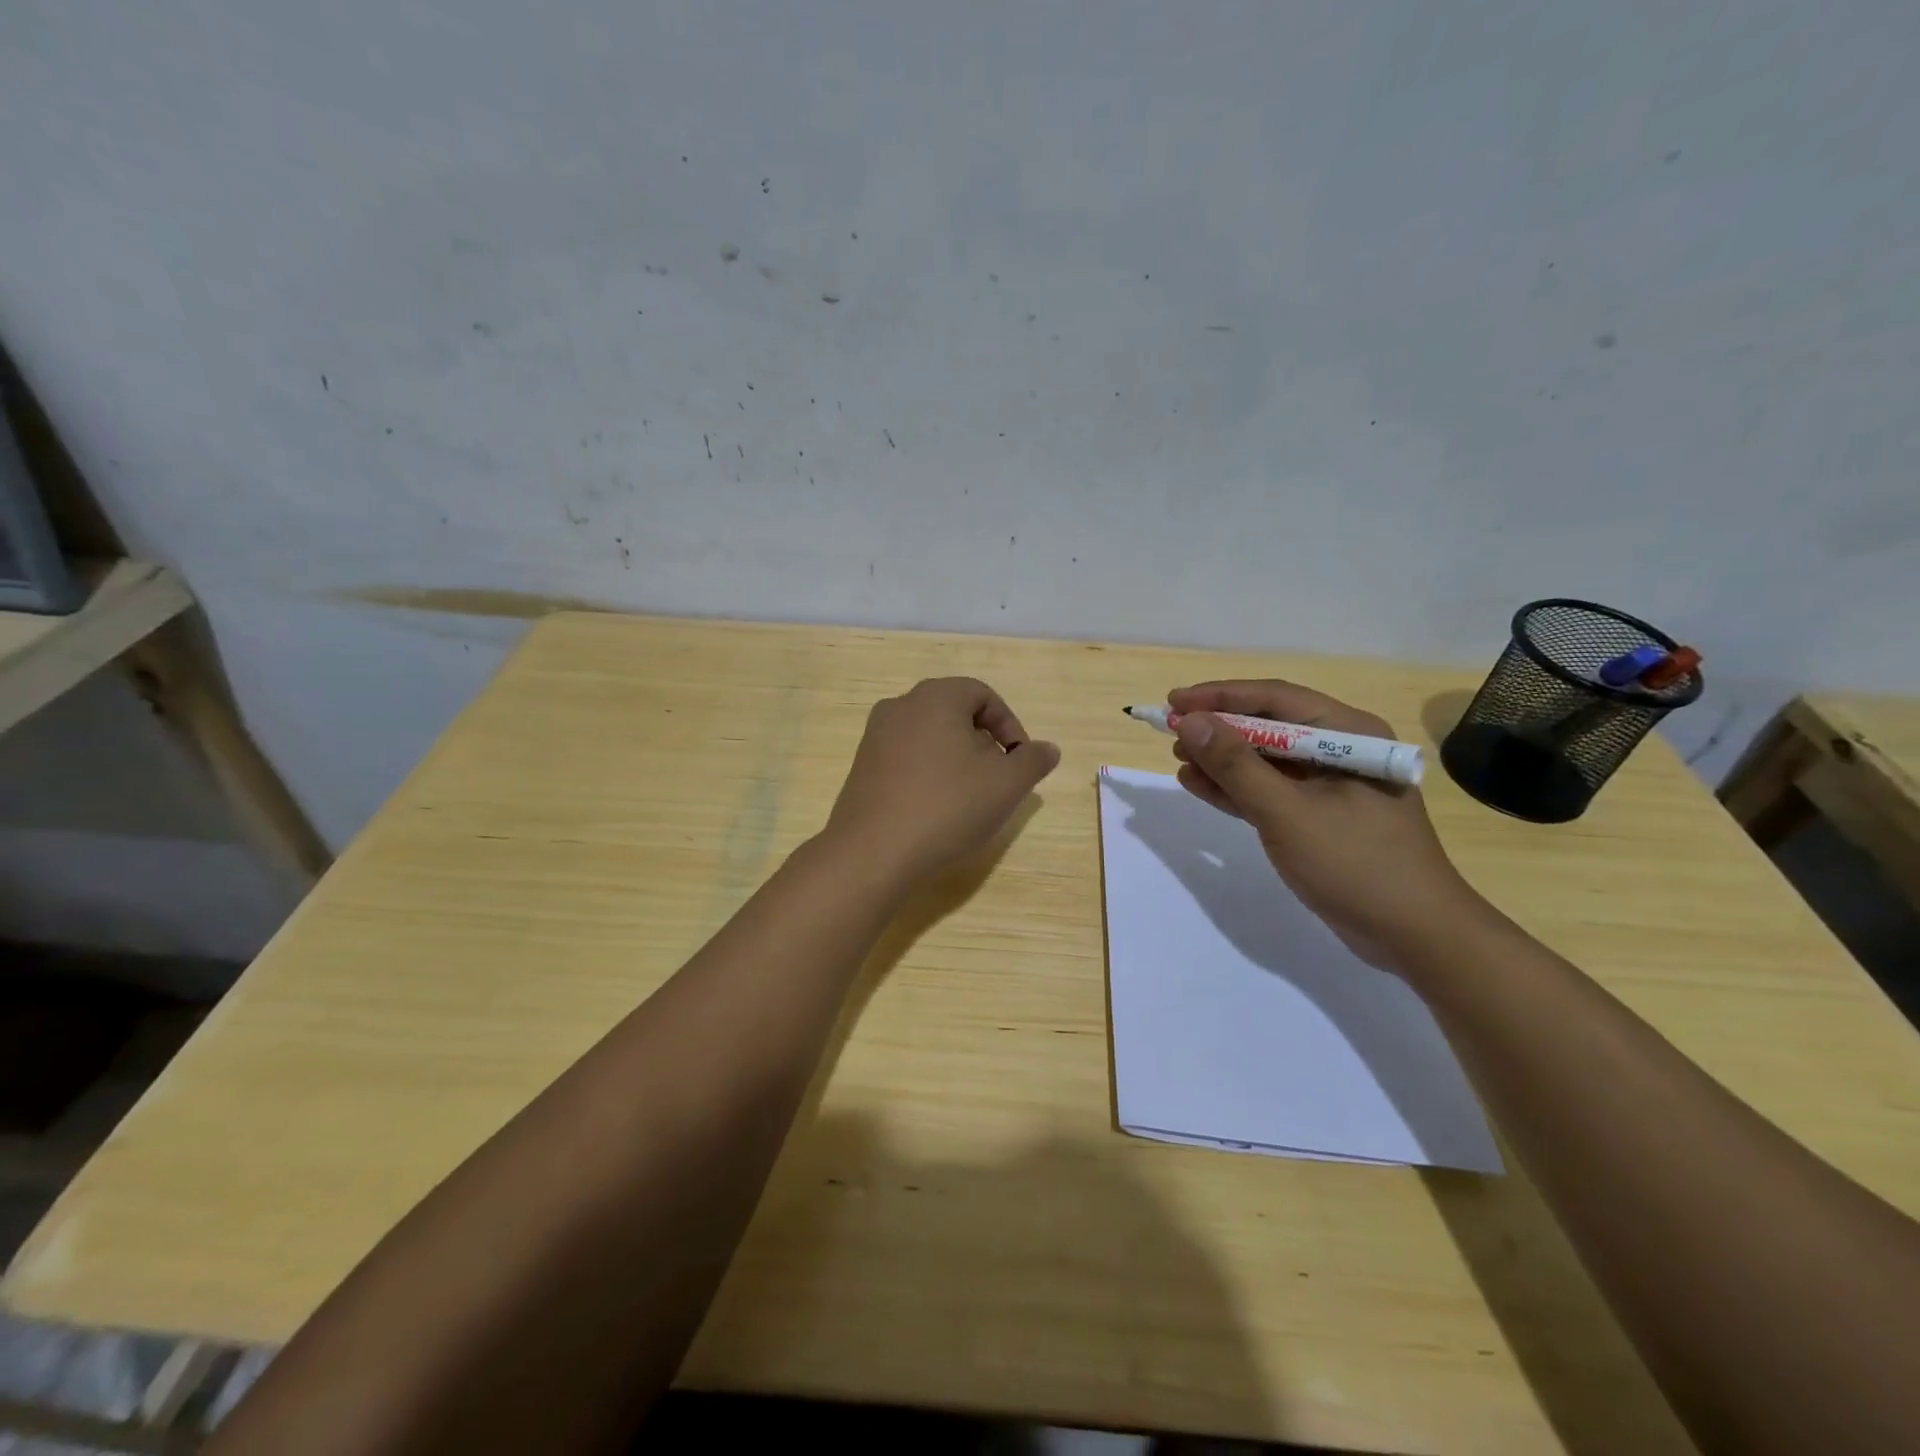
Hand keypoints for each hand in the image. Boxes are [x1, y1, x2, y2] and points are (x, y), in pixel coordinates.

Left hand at [824, 677, 1060, 884]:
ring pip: (930, 737)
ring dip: (957, 760)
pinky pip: (906, 759)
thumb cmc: (948, 806)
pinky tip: (936, 809)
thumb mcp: (1007, 784)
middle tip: (998, 779)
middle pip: (955, 714)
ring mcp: (875, 737)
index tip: (1020, 762)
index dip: (1010, 726)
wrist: (874, 852)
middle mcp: (900, 706)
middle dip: (984, 744)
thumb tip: (1047, 749)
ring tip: (970, 798)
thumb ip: (1033, 760)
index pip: (983, 695)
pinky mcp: (862, 768)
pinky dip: (929, 774)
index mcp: (935, 697)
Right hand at [1168, 680, 1486, 970]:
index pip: (1274, 699)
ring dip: (1221, 759)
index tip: (1174, 702)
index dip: (1220, 697)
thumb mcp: (1287, 812)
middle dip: (1218, 728)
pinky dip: (1235, 788)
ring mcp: (1330, 786)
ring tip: (1178, 759)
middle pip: (1268, 726)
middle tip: (1170, 732)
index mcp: (1348, 734)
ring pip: (1265, 760)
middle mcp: (1341, 751)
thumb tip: (1190, 722)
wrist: (1414, 936)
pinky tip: (1198, 785)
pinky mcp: (1319, 817)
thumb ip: (1236, 765)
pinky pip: (1269, 791)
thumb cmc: (1356, 864)